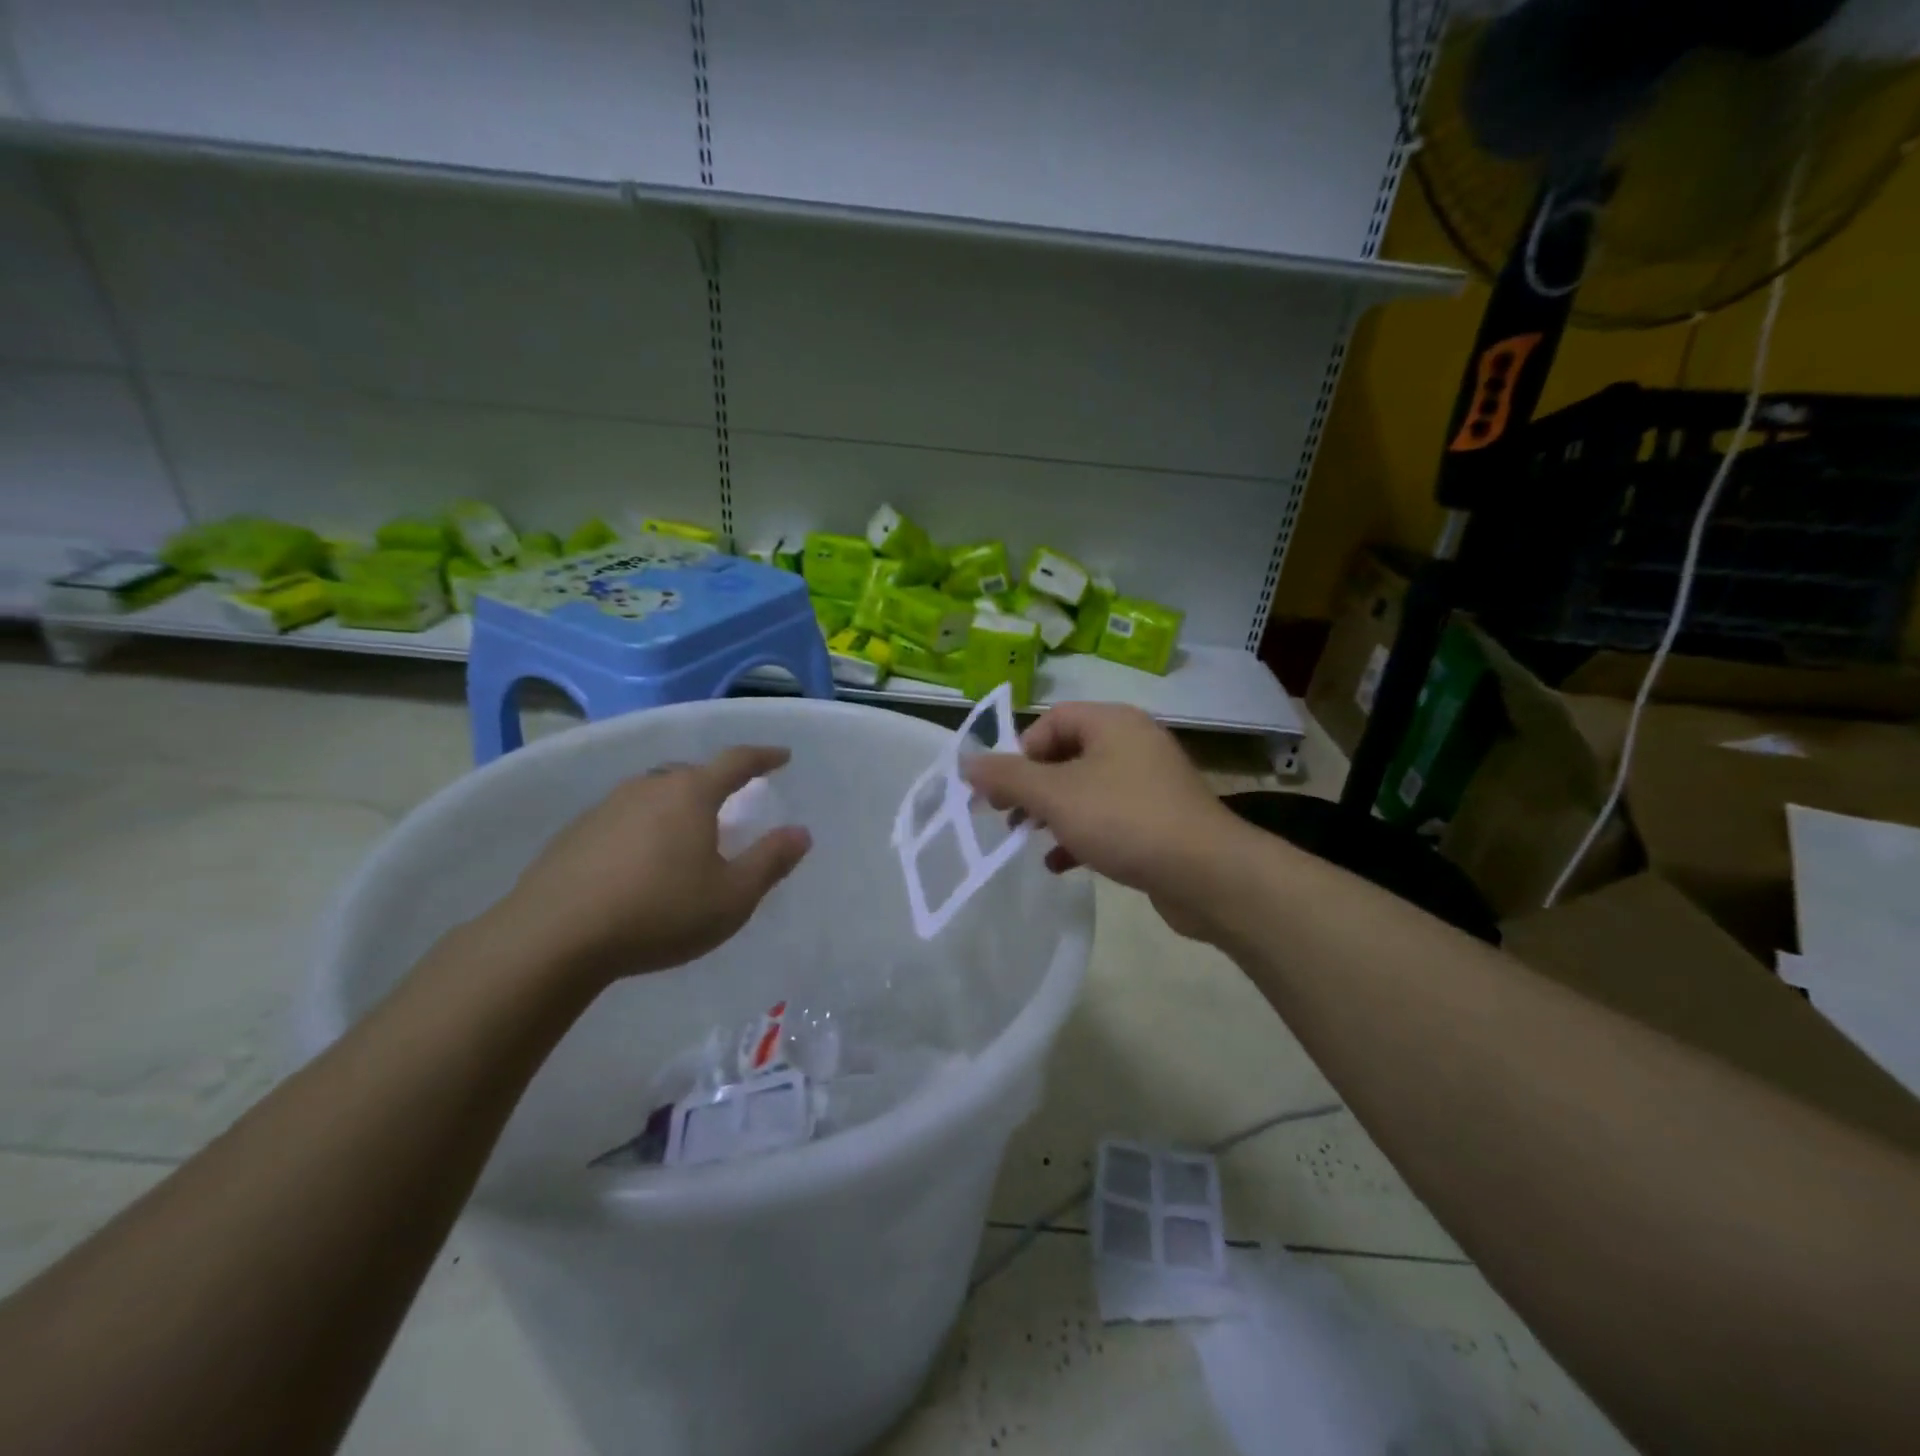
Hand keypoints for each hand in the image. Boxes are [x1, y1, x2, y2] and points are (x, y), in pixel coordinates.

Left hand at [494, 746, 810, 985]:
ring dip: (677, 805)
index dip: (763, 757)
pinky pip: (624, 818)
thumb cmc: (659, 912)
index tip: (782, 756)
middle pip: (691, 773)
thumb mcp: (732, 896)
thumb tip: (801, 833)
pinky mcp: (575, 833)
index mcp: (691, 794)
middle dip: (717, 782)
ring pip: (654, 793)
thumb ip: (770, 861)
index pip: (736, 761)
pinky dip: (643, 828)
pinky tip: (640, 862)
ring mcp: (606, 807)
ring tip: (686, 833)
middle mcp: (648, 787)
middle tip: (732, 801)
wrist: (553, 938)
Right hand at [961, 703, 1253, 940]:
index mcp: (1112, 723)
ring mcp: (1150, 783)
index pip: (1052, 721)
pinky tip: (1060, 863)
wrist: (1207, 874)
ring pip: (1085, 789)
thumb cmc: (1125, 820)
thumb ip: (1008, 777)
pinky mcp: (1159, 820)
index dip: (1020, 751)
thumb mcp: (1056, 796)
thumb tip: (967, 761)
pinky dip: (1080, 834)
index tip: (1002, 789)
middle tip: (1006, 816)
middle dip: (1031, 786)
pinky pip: (1108, 818)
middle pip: (1066, 755)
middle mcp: (1133, 744)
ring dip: (1052, 813)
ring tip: (1026, 840)